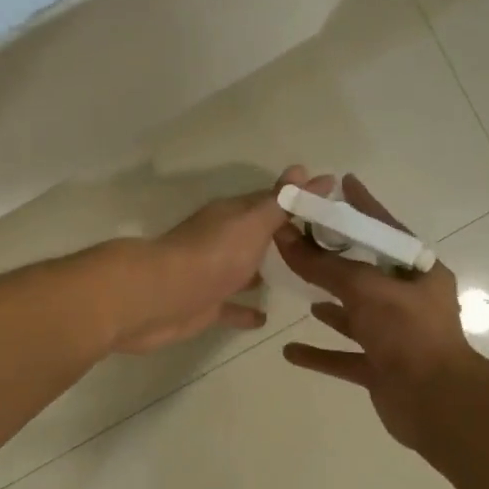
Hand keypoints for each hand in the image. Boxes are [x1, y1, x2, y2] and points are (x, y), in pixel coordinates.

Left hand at [108, 166, 333, 354]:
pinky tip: (266, 318)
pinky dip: (247, 311)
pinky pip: (231, 307)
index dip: (297, 203)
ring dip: (263, 273)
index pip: (270, 203)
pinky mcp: (205, 307)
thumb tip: (308, 170)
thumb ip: (281, 202)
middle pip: (256, 237)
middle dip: (282, 239)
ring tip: (299, 280)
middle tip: (321, 248)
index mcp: (232, 216)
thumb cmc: (212, 255)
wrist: (159, 297)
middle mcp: (221, 241)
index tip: (328, 207)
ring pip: (244, 271)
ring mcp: (212, 275)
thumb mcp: (253, 222)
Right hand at [275, 175, 485, 450]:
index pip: (385, 229)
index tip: (342, 184)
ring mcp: (394, 336)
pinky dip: (320, 353)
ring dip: (330, 305)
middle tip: (303, 238)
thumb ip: (323, 265)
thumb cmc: (407, 332)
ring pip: (355, 314)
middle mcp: (408, 301)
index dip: (363, 206)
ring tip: (300, 290)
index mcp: (417, 273)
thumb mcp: (364, 289)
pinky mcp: (380, 368)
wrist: (436, 402)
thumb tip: (285, 237)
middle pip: (364, 272)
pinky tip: (290, 351)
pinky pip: (344, 356)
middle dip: (335, 258)